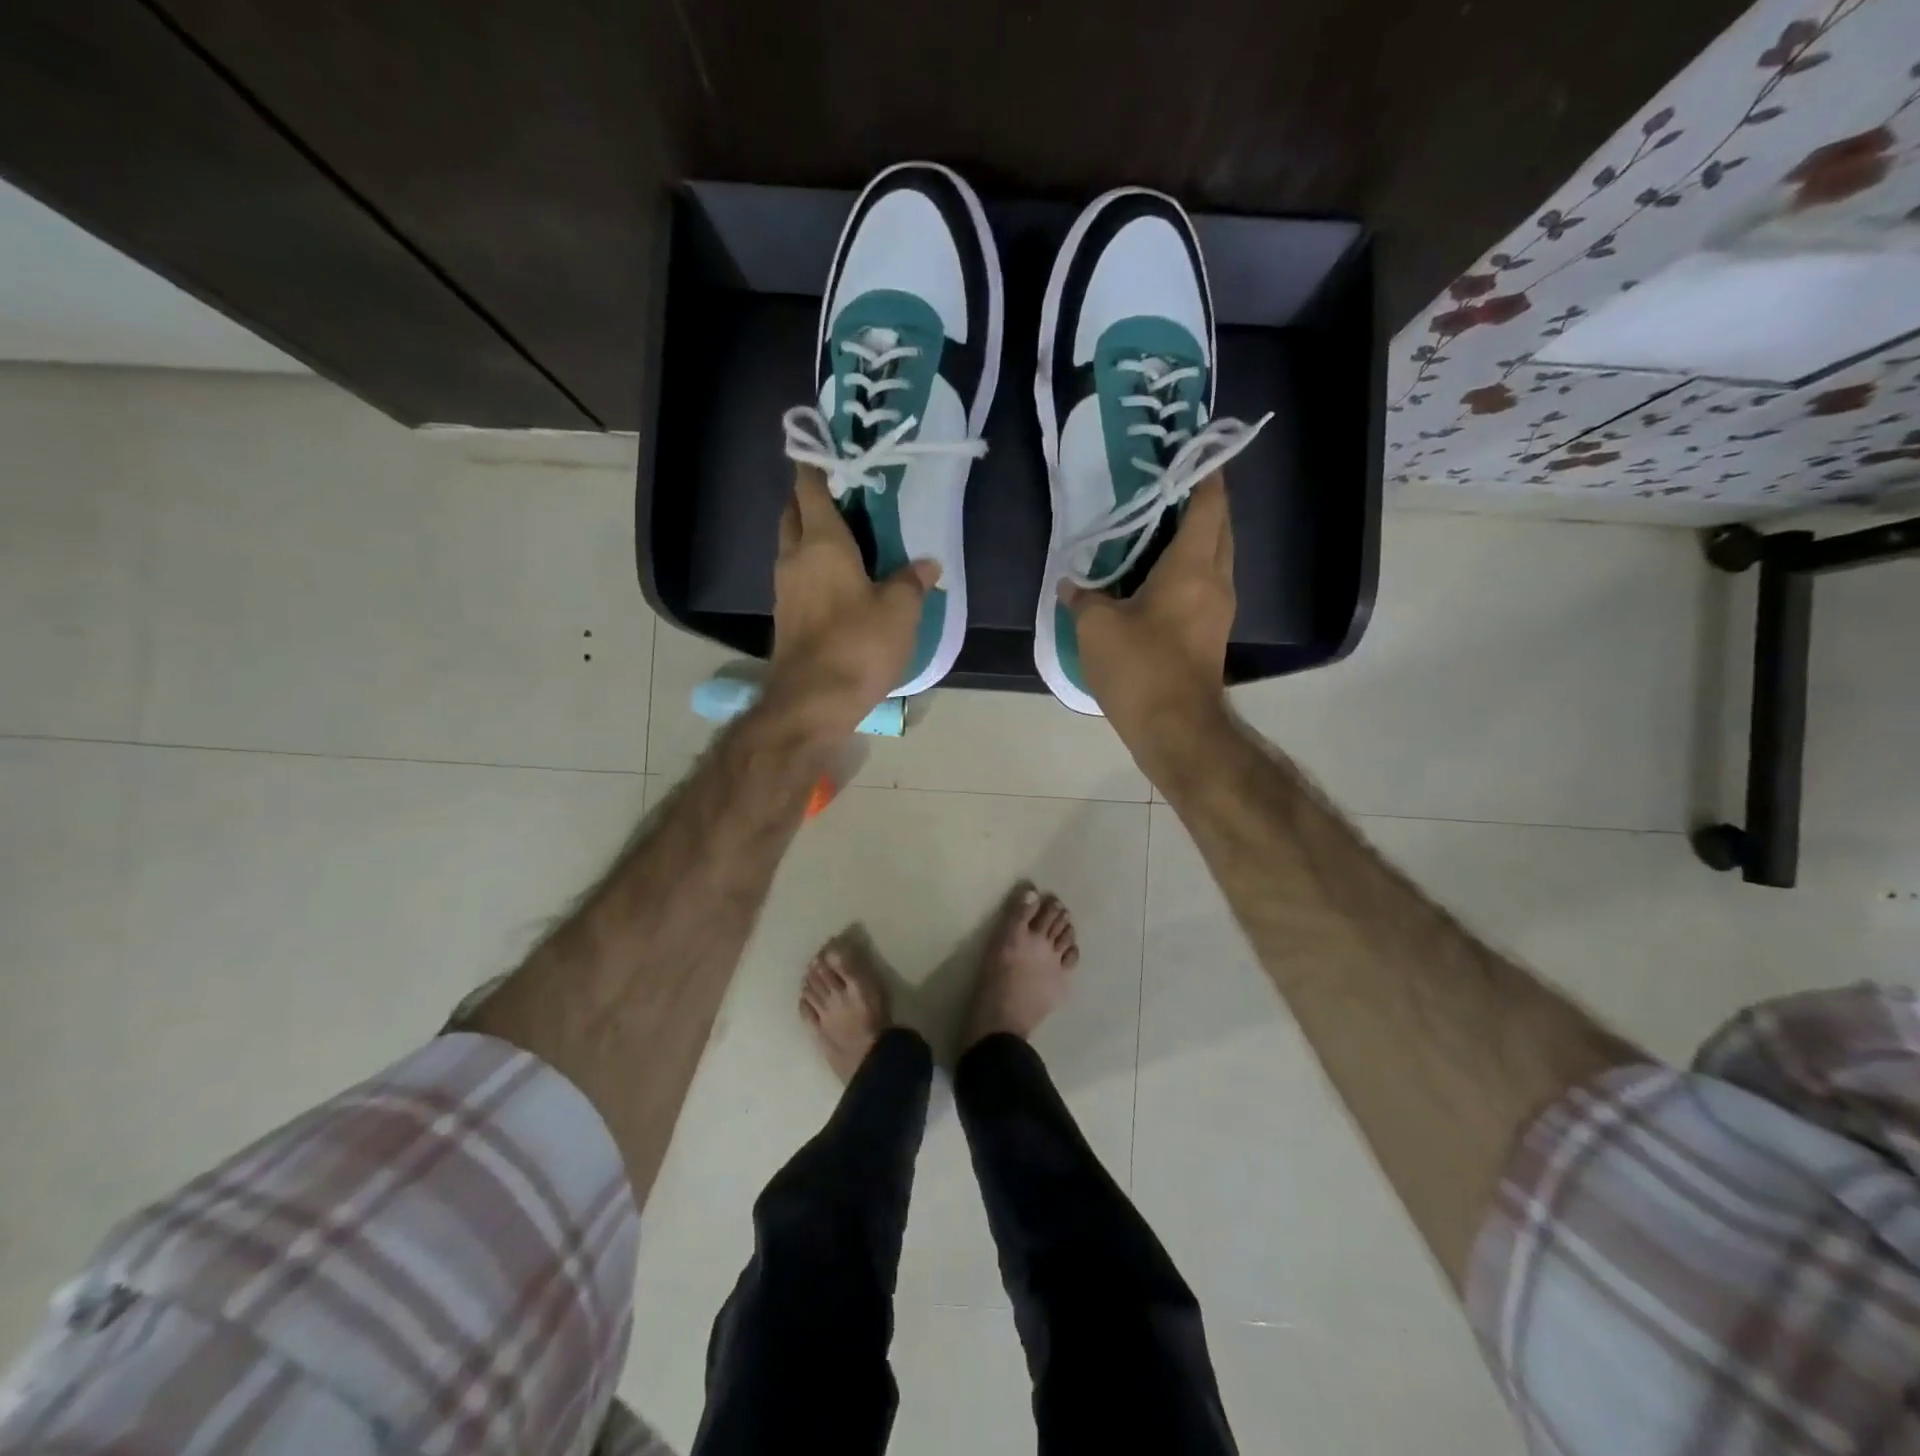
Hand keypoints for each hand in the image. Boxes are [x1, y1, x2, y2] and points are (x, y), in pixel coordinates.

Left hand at [767, 467, 938, 734]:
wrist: (812, 702)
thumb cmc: (858, 644)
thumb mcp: (900, 611)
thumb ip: (911, 581)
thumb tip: (926, 565)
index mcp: (821, 542)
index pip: (810, 487)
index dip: (814, 463)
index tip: (821, 445)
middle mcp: (794, 558)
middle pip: (793, 513)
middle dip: (809, 497)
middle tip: (842, 494)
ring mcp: (785, 590)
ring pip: (792, 546)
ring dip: (809, 534)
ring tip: (846, 536)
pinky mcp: (786, 618)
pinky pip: (797, 576)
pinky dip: (812, 567)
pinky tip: (838, 580)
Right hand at [1060, 474, 1234, 746]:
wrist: (1176, 729)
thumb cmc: (1140, 668)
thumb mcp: (1096, 627)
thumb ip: (1083, 597)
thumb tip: (1071, 584)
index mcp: (1193, 567)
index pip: (1207, 505)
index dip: (1204, 474)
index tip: (1195, 450)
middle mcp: (1216, 580)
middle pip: (1219, 527)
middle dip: (1202, 501)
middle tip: (1169, 485)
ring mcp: (1219, 610)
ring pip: (1215, 557)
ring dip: (1196, 536)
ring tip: (1160, 524)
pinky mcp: (1211, 634)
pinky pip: (1205, 584)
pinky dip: (1189, 567)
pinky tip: (1157, 574)